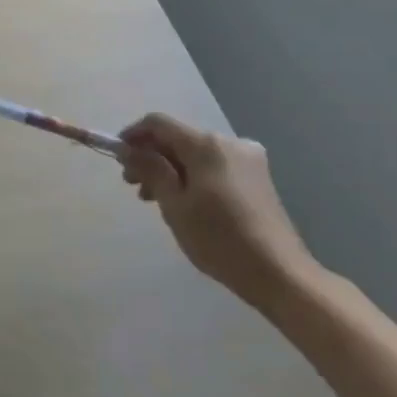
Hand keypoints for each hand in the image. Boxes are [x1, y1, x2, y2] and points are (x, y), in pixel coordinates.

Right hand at [119, 113, 320, 313]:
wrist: (279, 273)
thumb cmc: (218, 238)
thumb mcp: (174, 204)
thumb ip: (150, 169)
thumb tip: (127, 148)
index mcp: (207, 145)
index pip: (159, 123)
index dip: (133, 135)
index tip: (117, 157)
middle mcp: (230, 142)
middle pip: (178, 138)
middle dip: (151, 156)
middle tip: (132, 184)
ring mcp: (248, 159)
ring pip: (195, 153)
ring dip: (170, 168)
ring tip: (154, 198)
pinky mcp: (257, 177)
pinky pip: (213, 165)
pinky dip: (192, 175)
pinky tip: (183, 200)